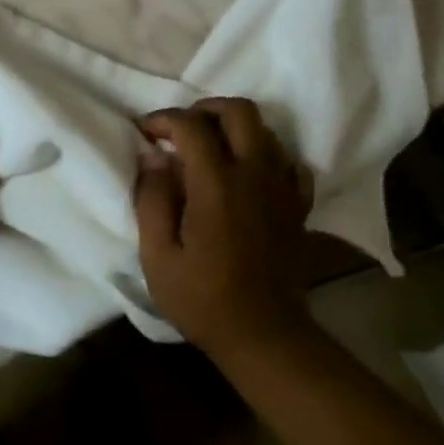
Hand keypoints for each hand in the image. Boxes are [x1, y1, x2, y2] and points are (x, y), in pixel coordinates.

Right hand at [134, 98, 314, 360]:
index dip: (163, 119)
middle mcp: (255, 174)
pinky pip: (290, 162)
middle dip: (205, 108)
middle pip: (240, 111)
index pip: (191, 126)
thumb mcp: (158, 256)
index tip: (145, 133)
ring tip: (210, 150)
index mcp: (217, 185)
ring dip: (235, 129)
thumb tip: (154, 158)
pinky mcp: (298, 206)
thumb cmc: (202, 299)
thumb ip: (152, 199)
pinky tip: (248, 174)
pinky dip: (267, 156)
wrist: (264, 336)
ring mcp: (283, 188)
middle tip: (182, 129)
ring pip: (266, 131)